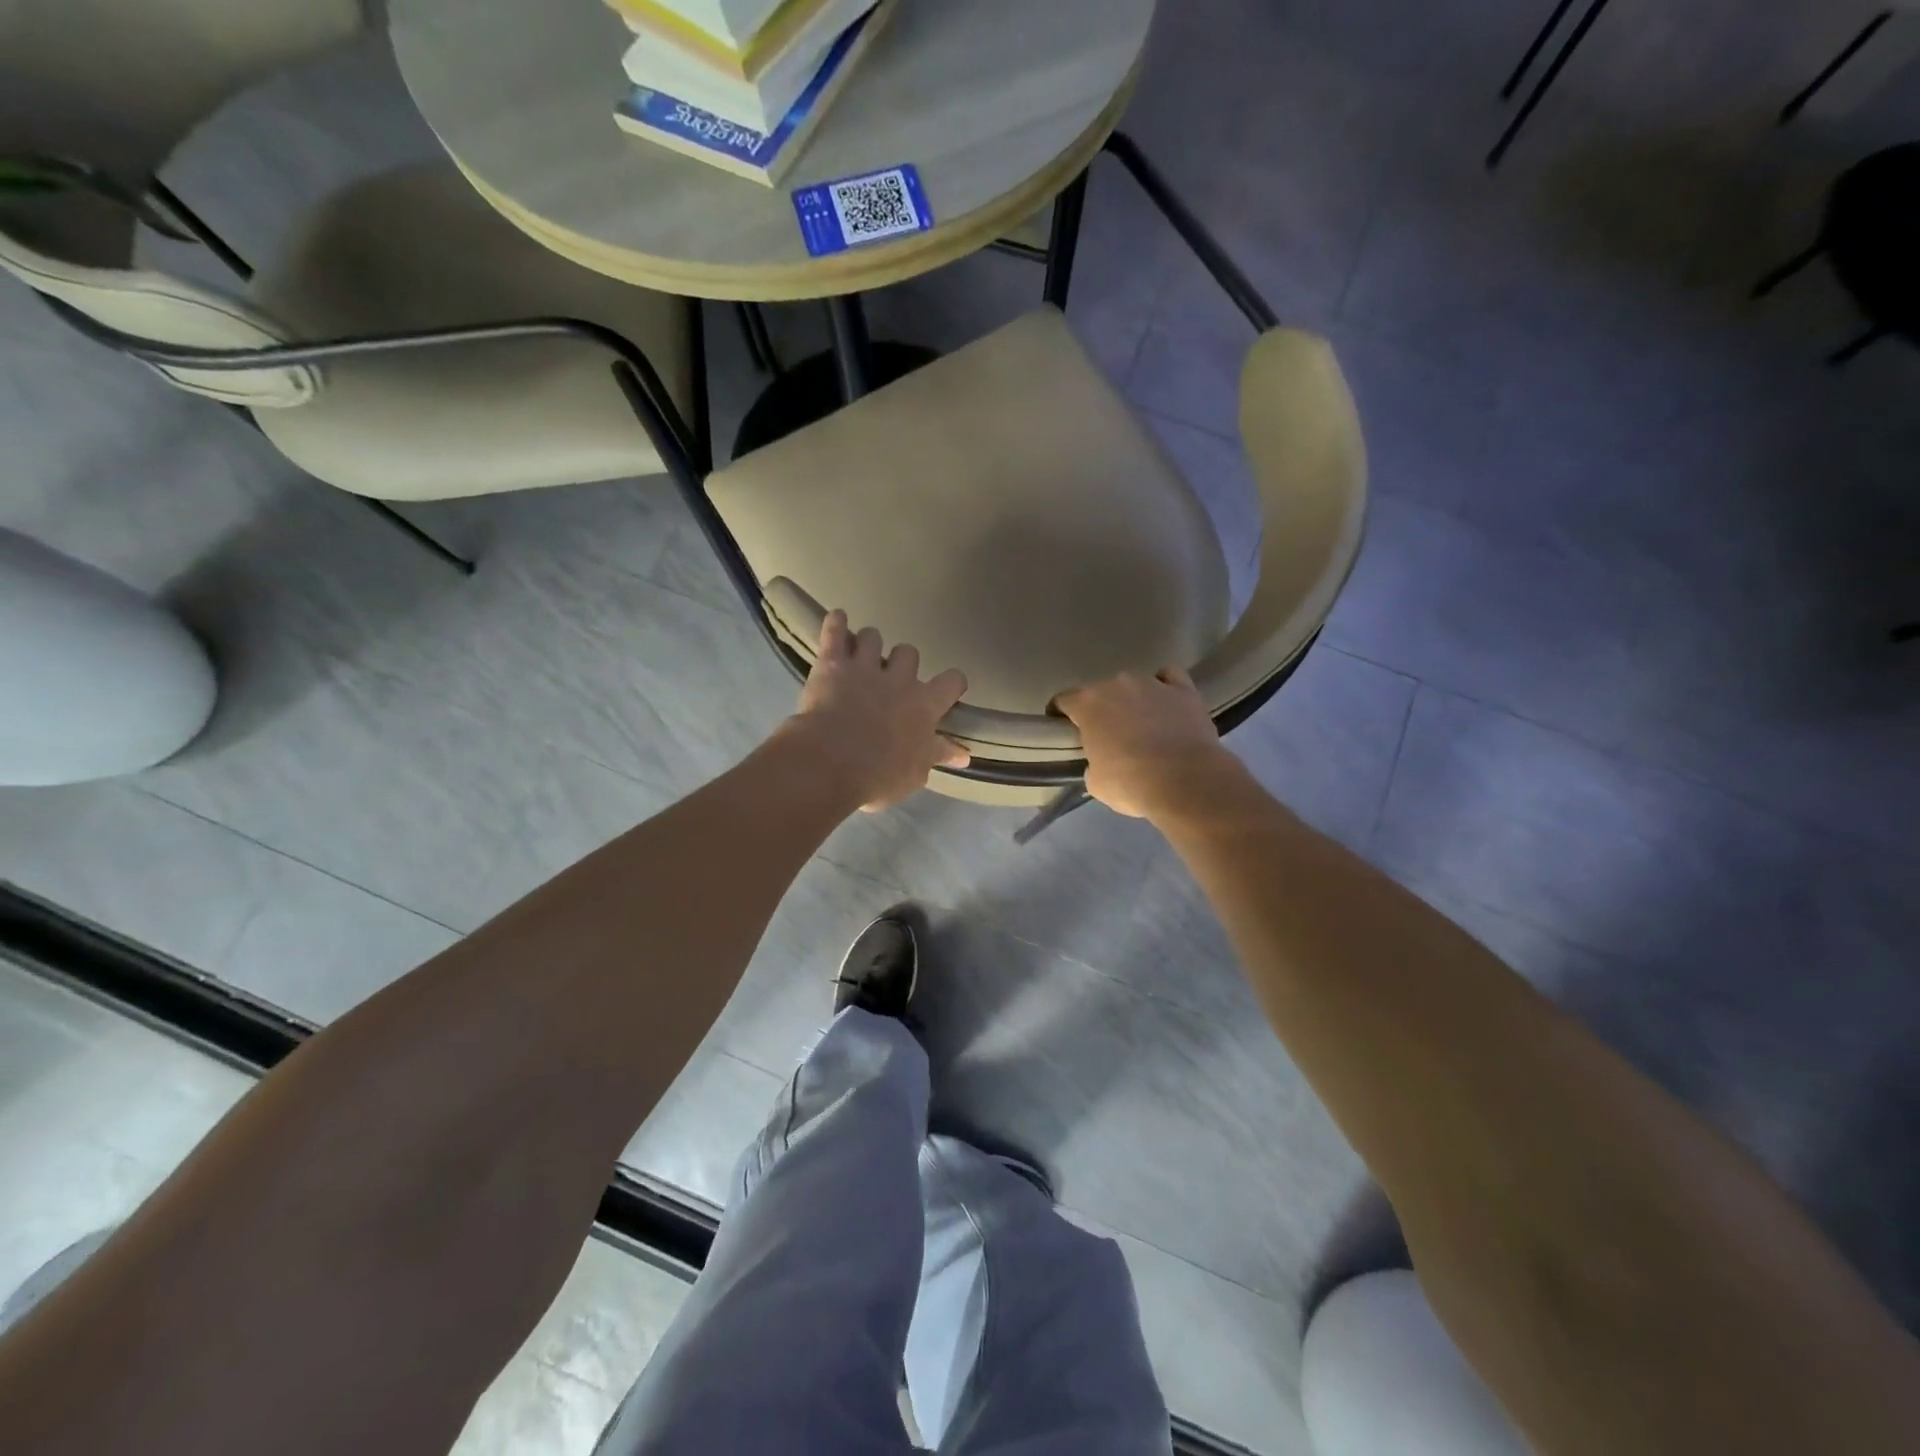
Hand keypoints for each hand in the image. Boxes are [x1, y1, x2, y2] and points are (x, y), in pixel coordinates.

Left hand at [785, 611, 969, 811]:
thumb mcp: (915, 774)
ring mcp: (865, 666)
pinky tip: (837, 619)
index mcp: (924, 705)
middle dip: (902, 662)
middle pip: (909, 653)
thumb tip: (964, 755)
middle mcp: (899, 679)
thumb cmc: (877, 776)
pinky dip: (836, 623)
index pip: (951, 682)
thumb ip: (937, 756)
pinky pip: (835, 630)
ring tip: (860, 656)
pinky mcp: (832, 663)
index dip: (951, 683)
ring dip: (868, 644)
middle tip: (890, 679)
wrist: (830, 763)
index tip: (947, 688)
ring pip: (873, 636)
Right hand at [1055, 668, 1239, 819]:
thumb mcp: (1097, 783)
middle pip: (1100, 691)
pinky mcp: (1183, 689)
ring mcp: (1152, 683)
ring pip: (1134, 685)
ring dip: (1133, 700)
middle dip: (1101, 709)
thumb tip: (1099, 764)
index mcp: (1088, 705)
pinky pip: (1169, 678)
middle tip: (1107, 734)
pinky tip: (1167, 703)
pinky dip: (1165, 687)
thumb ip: (1092, 766)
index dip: (1060, 713)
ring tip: (1142, 723)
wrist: (1186, 781)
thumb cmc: (1131, 784)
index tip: (1062, 726)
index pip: (1064, 699)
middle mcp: (1117, 684)